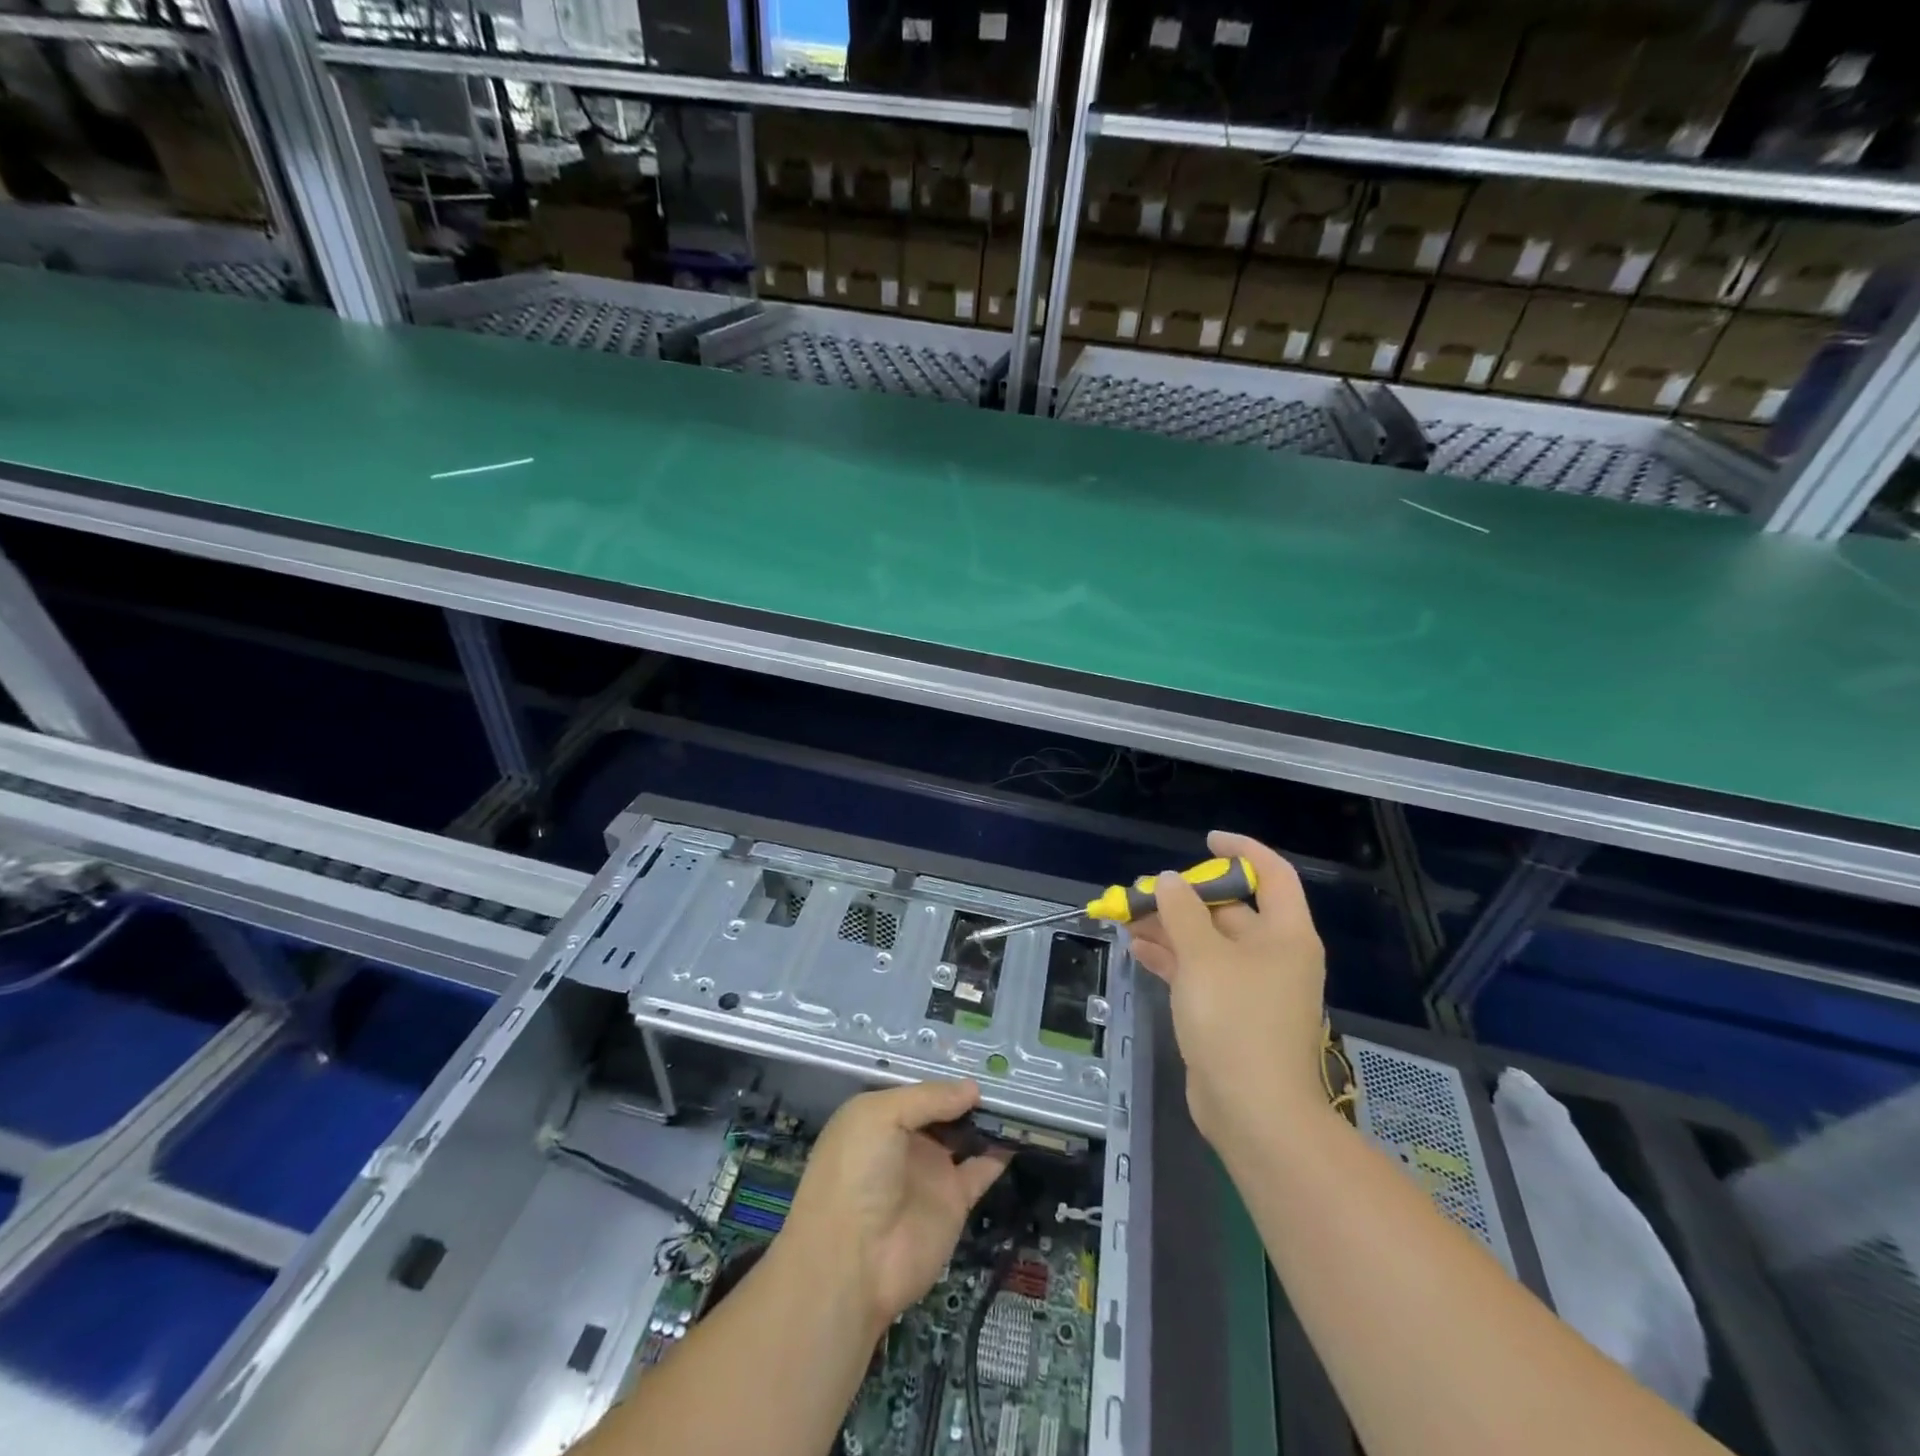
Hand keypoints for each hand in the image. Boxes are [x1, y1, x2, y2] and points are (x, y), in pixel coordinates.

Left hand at [778, 1080, 1010, 1330]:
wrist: (852, 1262)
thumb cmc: (856, 1172)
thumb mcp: (881, 1116)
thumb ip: (928, 1098)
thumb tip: (973, 1088)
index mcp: (880, 1116)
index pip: (919, 1089)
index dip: (944, 1076)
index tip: (977, 1058)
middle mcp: (906, 1140)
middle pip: (945, 1110)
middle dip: (970, 1094)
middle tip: (1008, 1072)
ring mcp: (931, 1170)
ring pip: (966, 1136)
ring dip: (989, 1120)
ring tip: (1021, 1096)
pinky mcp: (954, 1201)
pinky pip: (983, 1169)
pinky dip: (1002, 1152)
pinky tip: (1021, 1132)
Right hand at [1127, 831, 1328, 1145]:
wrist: (1254, 1112)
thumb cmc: (1236, 1021)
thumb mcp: (1203, 957)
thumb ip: (1182, 912)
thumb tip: (1172, 881)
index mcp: (1286, 935)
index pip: (1272, 874)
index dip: (1242, 851)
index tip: (1205, 840)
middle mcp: (1275, 955)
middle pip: (1231, 910)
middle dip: (1187, 898)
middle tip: (1146, 891)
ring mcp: (1254, 987)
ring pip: (1210, 942)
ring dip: (1172, 928)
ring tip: (1129, 918)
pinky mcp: (1232, 1014)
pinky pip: (1201, 972)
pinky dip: (1173, 958)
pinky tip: (1138, 949)